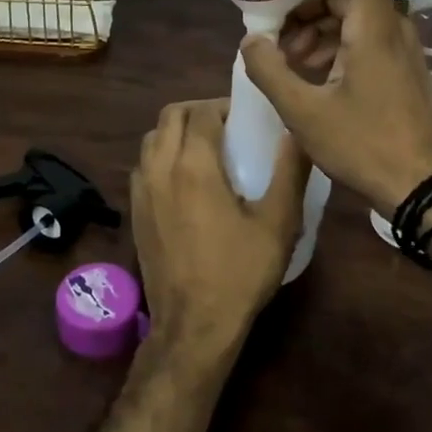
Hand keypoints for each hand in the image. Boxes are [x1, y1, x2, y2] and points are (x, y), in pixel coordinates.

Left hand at [130, 100, 309, 364]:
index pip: (202, 111)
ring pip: (152, 137)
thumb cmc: (239, 273)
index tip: (246, 118)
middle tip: (226, 127)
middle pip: (171, 115)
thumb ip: (290, 171)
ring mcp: (142, 189)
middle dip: (198, 111)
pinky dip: (161, 155)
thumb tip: (297, 131)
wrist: (193, 325)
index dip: (224, 107)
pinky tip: (183, 179)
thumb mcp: (278, 223)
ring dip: (176, 131)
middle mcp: (161, 167)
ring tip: (205, 148)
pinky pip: (144, 164)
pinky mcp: (134, 210)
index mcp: (194, 165)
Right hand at [241, 0, 431, 213]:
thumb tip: (250, 40)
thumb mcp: (304, 112)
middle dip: (303, 6)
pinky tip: (312, 77)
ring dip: (314, 29)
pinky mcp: (400, 67)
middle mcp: (390, 25)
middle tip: (275, 40)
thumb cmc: (365, 145)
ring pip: (350, 15)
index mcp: (372, 24)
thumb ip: (269, 71)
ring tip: (288, 64)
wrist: (425, 188)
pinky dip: (333, 46)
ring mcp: (399, 47)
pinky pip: (362, 37)